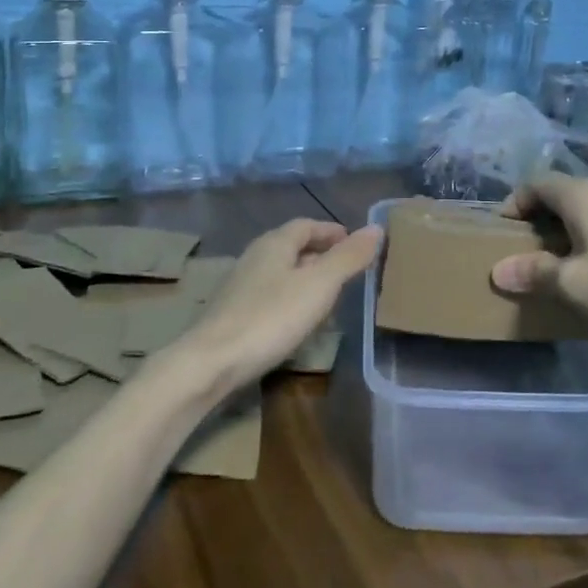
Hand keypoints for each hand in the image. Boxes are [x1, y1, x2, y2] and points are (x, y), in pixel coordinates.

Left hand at [175, 219, 382, 393]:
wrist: (211, 362)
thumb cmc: (271, 317)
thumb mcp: (319, 285)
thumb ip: (348, 257)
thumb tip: (376, 228)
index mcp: (275, 243)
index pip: (306, 225)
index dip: (331, 231)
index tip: (354, 241)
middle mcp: (254, 257)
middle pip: (291, 247)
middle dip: (320, 253)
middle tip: (346, 268)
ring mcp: (239, 286)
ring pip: (280, 271)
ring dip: (304, 277)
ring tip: (327, 295)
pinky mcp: (232, 313)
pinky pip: (269, 294)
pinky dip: (289, 298)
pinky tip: (297, 320)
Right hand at [491, 176, 587, 347]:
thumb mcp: (574, 284)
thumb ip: (535, 274)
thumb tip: (498, 270)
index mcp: (581, 194)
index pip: (536, 183)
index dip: (514, 202)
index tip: (502, 230)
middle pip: (565, 193)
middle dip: (542, 218)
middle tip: (528, 248)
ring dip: (573, 229)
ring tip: (565, 261)